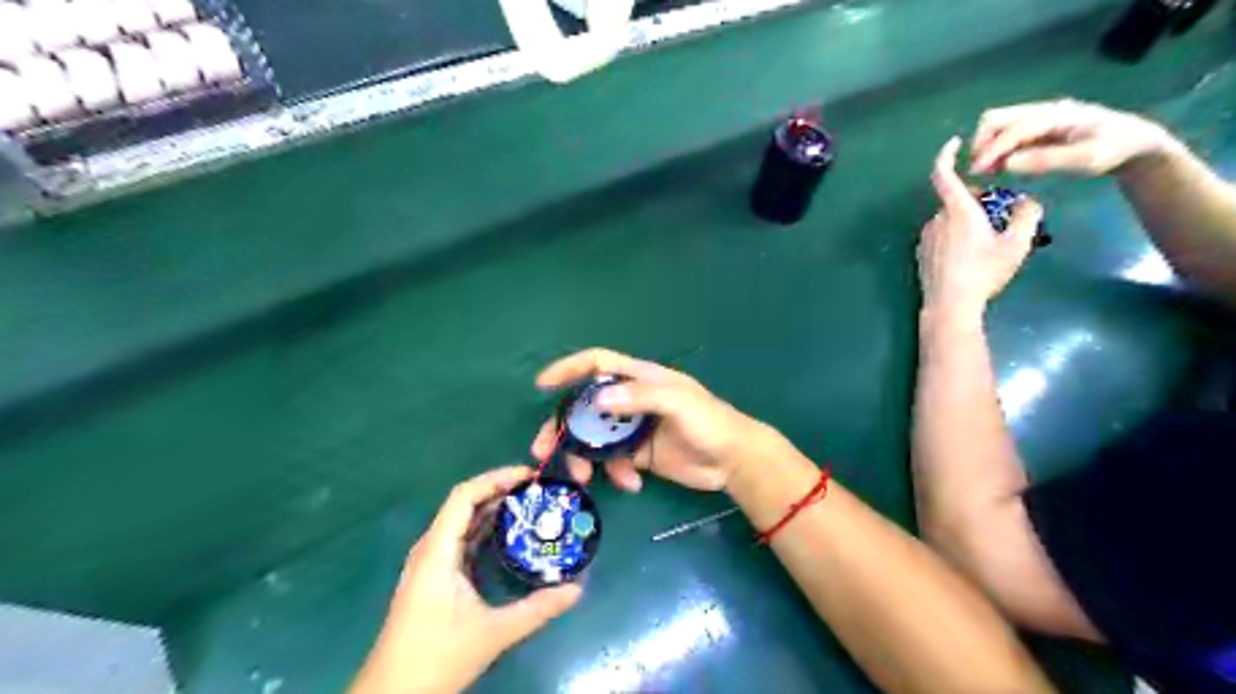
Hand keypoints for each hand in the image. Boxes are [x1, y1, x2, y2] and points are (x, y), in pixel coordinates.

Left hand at [347, 467, 579, 693]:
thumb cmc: (436, 658)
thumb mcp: (493, 633)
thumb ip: (537, 609)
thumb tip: (577, 589)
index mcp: (437, 552)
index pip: (464, 496)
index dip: (496, 479)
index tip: (530, 477)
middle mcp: (431, 550)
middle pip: (464, 505)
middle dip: (500, 491)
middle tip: (538, 491)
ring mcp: (430, 564)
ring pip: (462, 523)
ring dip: (493, 510)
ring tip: (530, 506)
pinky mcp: (434, 578)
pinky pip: (461, 541)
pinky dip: (485, 531)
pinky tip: (509, 537)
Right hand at [528, 352, 764, 493]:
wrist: (734, 461)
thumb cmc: (710, 422)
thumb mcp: (678, 403)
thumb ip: (640, 397)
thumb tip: (597, 399)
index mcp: (640, 378)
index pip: (597, 364)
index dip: (569, 369)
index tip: (543, 385)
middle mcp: (631, 401)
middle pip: (585, 407)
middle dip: (563, 427)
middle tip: (542, 449)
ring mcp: (633, 429)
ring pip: (594, 438)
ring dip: (584, 458)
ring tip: (583, 478)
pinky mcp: (638, 455)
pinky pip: (613, 462)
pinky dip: (615, 474)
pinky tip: (632, 484)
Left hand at [917, 135, 1041, 318]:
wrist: (950, 305)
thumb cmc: (983, 272)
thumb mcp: (1016, 244)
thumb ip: (1027, 215)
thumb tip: (1027, 200)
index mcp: (957, 211)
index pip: (943, 174)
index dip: (946, 155)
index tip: (955, 143)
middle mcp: (936, 219)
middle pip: (955, 200)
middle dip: (976, 201)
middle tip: (998, 217)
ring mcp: (925, 238)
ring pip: (948, 220)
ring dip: (966, 222)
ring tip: (987, 243)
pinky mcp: (921, 254)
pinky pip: (940, 236)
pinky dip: (954, 237)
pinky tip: (968, 258)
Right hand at [972, 97, 1169, 175]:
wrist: (1138, 143)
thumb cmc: (1115, 151)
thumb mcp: (1087, 160)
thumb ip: (1046, 161)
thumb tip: (1007, 164)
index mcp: (1057, 115)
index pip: (1012, 129)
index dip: (991, 150)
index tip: (976, 172)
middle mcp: (1045, 111)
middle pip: (998, 118)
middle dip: (981, 143)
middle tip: (977, 170)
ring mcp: (1041, 117)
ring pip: (1000, 125)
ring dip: (987, 146)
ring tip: (986, 171)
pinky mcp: (1039, 127)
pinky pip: (1008, 134)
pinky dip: (997, 149)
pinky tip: (999, 167)